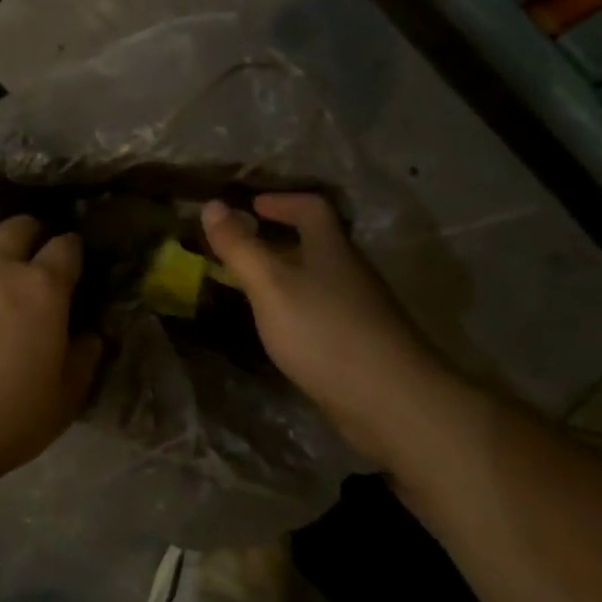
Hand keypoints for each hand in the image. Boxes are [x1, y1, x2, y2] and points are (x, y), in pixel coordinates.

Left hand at [0, 216, 101, 485]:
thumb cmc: (0, 421)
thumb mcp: (62, 402)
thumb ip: (82, 360)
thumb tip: (88, 335)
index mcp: (40, 289)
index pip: (66, 247)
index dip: (72, 250)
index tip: (73, 263)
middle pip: (18, 227)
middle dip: (32, 235)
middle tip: (34, 260)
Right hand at [203, 194, 439, 457]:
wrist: (390, 401)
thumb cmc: (324, 331)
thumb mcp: (271, 285)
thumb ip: (240, 247)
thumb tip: (210, 204)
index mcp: (331, 248)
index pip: (311, 207)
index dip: (281, 201)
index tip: (251, 206)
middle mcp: (349, 271)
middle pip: (315, 242)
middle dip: (277, 239)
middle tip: (239, 246)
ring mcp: (358, 309)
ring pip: (317, 278)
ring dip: (285, 274)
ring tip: (249, 286)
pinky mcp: (359, 342)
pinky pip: (321, 310)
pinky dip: (295, 307)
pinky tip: (278, 328)